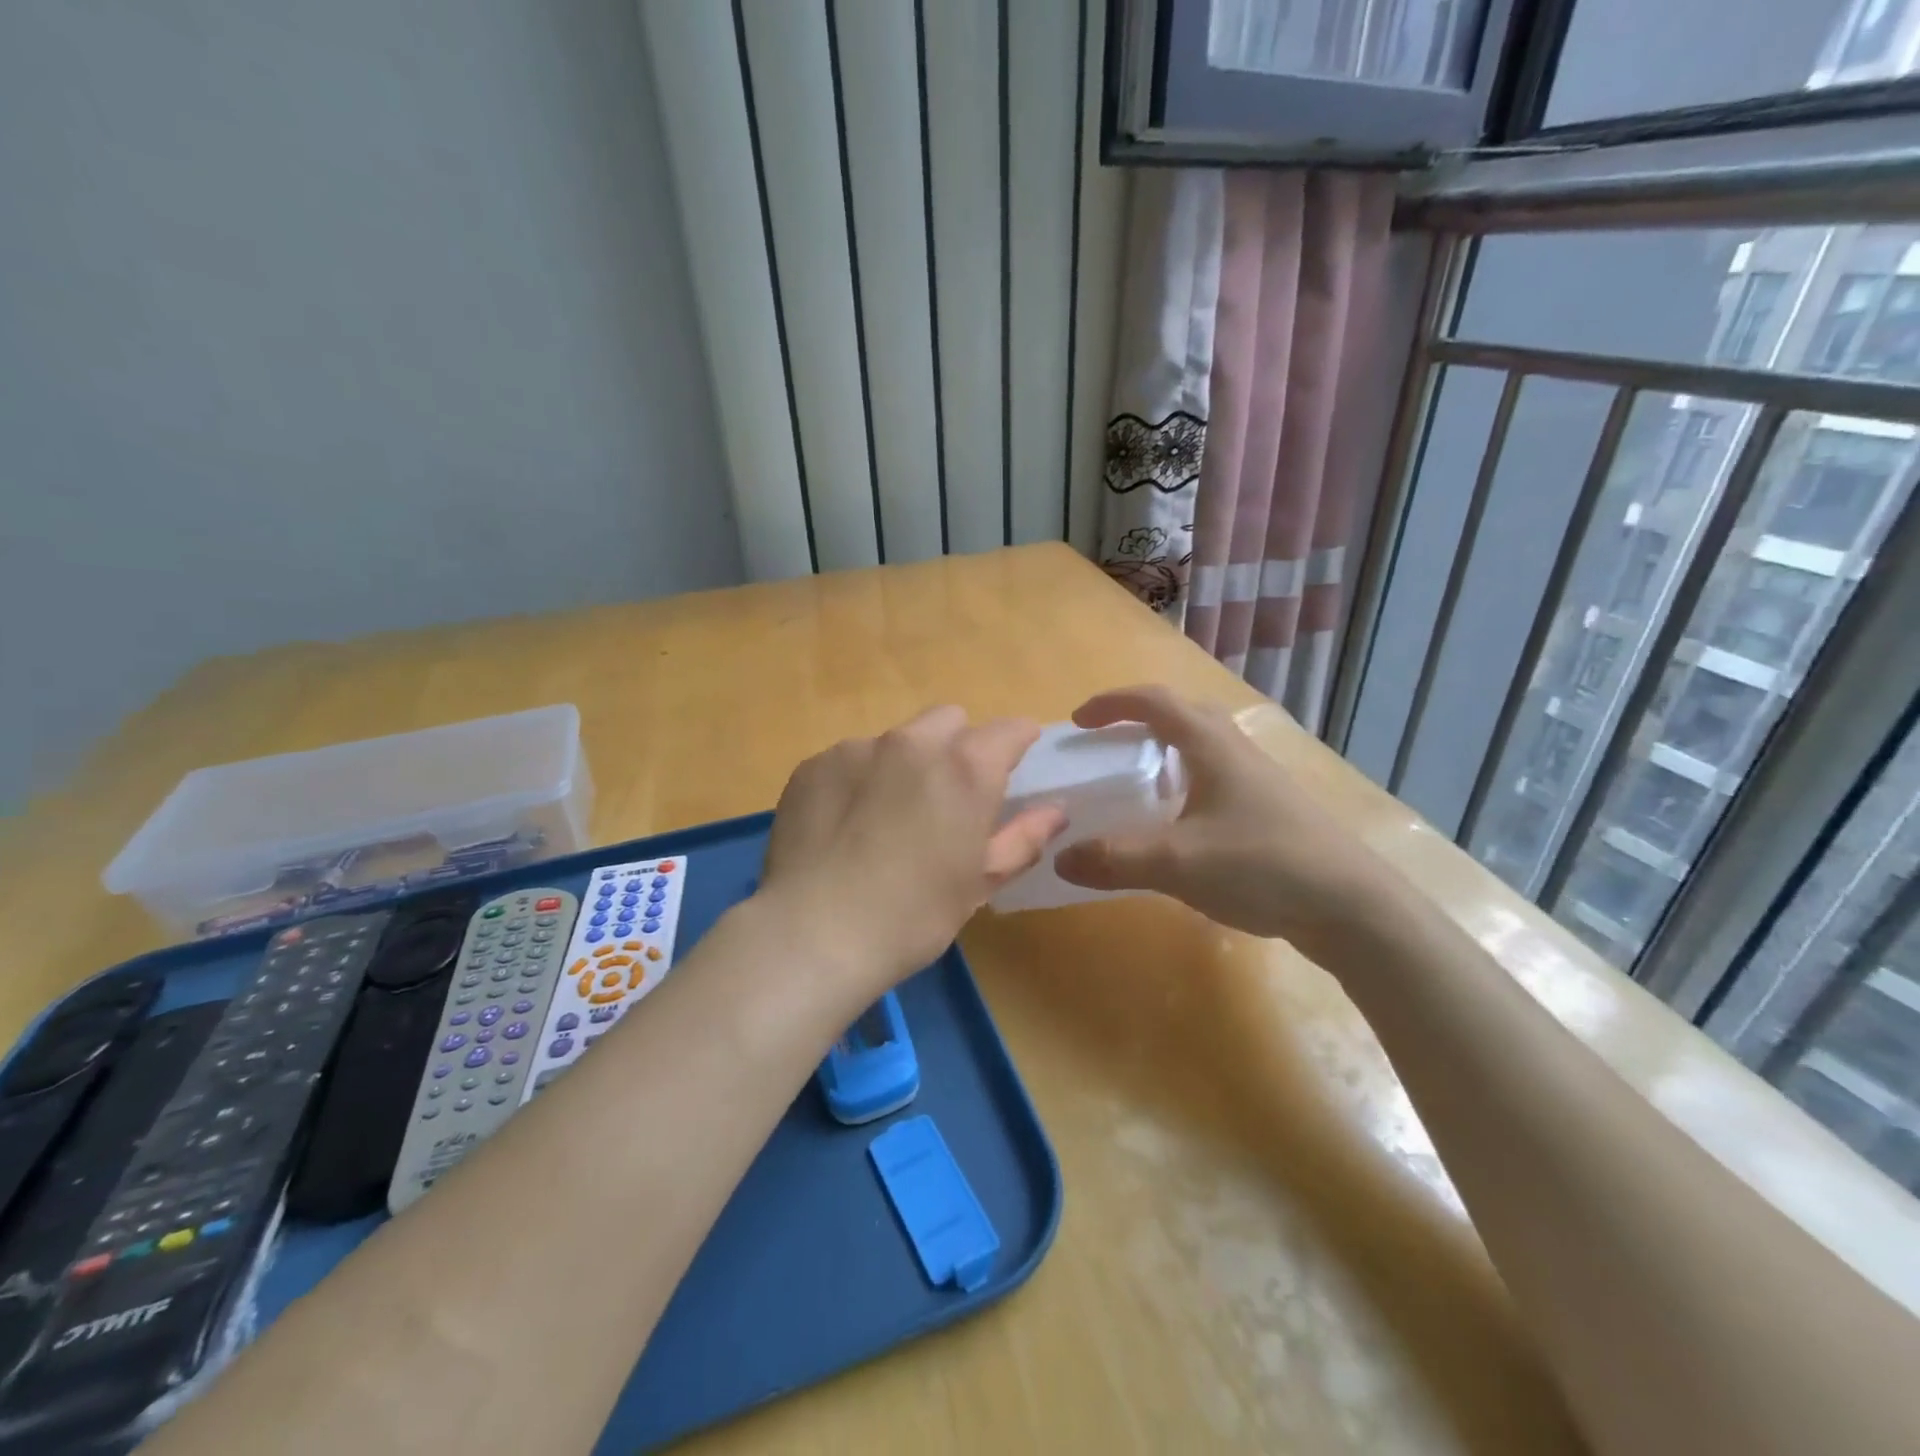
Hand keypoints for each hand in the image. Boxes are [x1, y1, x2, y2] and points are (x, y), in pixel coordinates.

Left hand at [759, 707, 1066, 991]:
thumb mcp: (979, 883)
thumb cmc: (913, 916)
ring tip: (886, 818)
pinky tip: (845, 825)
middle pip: (949, 720)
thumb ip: (1023, 838)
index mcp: (965, 768)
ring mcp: (856, 748)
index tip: (1013, 765)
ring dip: (904, 764)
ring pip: (896, 738)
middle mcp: (913, 743)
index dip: (1017, 743)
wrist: (813, 934)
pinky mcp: (813, 764)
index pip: (1009, 729)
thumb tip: (1055, 810)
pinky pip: (850, 758)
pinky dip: (858, 779)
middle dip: (958, 745)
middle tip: (946, 797)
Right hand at [1053, 686, 1395, 959]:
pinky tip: (1178, 821)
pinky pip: (1215, 774)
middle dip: (1138, 718)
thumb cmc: (1262, 866)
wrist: (1351, 906)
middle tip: (1106, 742)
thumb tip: (1060, 857)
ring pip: (1203, 744)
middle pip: (1183, 712)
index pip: (1154, 702)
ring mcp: (1257, 779)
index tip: (1078, 721)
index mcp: (1211, 746)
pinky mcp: (1269, 808)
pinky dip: (1184, 779)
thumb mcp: (1178, 863)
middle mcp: (1235, 750)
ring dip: (1164, 748)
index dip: (1112, 704)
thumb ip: (1116, 858)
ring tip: (1136, 779)